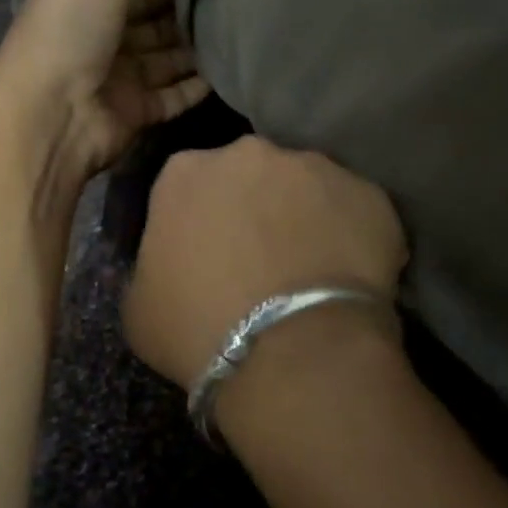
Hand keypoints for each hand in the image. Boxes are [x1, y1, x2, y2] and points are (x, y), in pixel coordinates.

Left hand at [0, 0, 210, 182]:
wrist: (52, 117)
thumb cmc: (70, 33)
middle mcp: (100, 35)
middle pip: (152, 15)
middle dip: (187, 4)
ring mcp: (119, 76)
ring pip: (167, 56)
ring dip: (197, 44)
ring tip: (242, 26)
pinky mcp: (136, 112)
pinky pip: (175, 95)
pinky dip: (198, 84)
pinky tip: (231, 68)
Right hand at [122, 136, 407, 389]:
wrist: (291, 354)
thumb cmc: (198, 330)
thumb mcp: (138, 305)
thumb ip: (151, 264)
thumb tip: (171, 264)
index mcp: (185, 173)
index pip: (188, 187)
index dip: (200, 221)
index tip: (207, 255)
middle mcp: (249, 153)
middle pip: (249, 176)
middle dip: (254, 207)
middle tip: (260, 259)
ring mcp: (315, 168)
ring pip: (306, 188)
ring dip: (305, 216)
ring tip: (310, 269)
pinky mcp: (369, 194)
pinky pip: (356, 211)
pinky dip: (353, 235)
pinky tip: (349, 276)